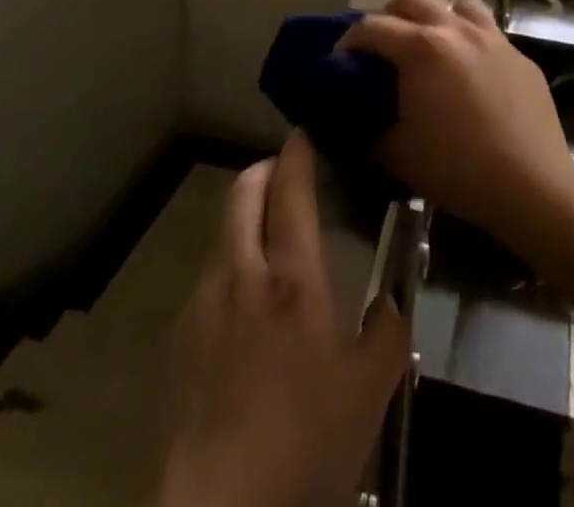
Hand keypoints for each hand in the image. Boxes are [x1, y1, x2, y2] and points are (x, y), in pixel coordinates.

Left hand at [161, 132, 410, 506]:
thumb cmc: (304, 441)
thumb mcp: (369, 394)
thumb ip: (387, 336)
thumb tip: (391, 304)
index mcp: (291, 276)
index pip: (290, 189)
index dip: (296, 153)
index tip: (305, 133)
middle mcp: (242, 271)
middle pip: (243, 192)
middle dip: (263, 170)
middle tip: (286, 174)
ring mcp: (205, 300)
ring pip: (222, 230)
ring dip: (245, 216)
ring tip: (269, 237)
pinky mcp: (181, 333)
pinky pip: (209, 273)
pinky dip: (229, 261)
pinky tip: (245, 301)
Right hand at [340, 0, 573, 252]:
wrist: (532, 185)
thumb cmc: (458, 169)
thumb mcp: (397, 154)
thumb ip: (369, 128)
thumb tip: (355, 118)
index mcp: (421, 48)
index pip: (372, 27)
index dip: (349, 40)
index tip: (339, 59)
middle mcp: (456, 30)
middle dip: (391, 15)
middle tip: (384, 46)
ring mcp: (492, 38)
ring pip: (458, 3)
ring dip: (437, 17)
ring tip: (432, 46)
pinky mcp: (520, 56)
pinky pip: (488, 33)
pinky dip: (470, 42)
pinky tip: (471, 75)